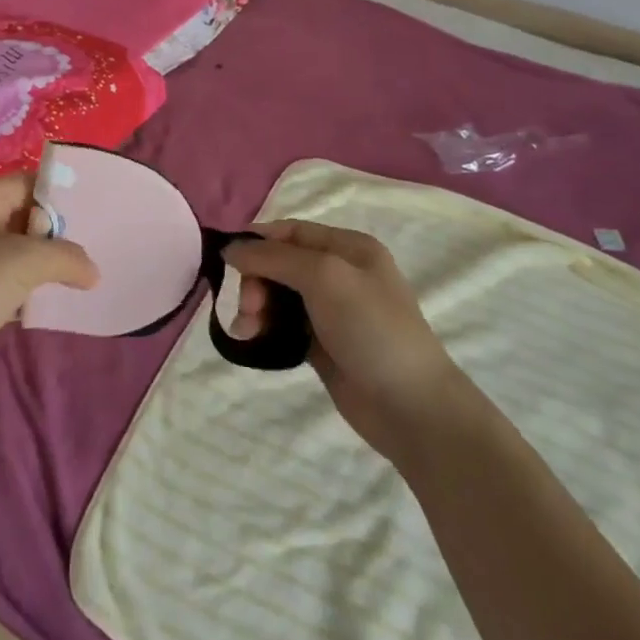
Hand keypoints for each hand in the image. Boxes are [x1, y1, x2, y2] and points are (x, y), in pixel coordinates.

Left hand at [0, 173, 97, 402]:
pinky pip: (4, 281)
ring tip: (79, 281)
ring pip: (17, 252)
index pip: (32, 183)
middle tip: (91, 254)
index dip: (63, 200)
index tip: (97, 221)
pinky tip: (47, 306)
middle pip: (26, 216)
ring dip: (43, 267)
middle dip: (57, 237)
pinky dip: (24, 291)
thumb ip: (66, 258)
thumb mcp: (25, 263)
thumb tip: (93, 271)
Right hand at [226, 220, 464, 463]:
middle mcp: (340, 273)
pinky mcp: (322, 344)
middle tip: (249, 308)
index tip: (227, 261)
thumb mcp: (324, 277)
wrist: (411, 407)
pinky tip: (253, 342)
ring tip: (248, 330)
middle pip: (281, 263)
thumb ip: (275, 258)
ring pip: (278, 295)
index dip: (258, 241)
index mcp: (349, 248)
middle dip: (257, 280)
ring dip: (256, 307)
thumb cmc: (372, 329)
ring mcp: (332, 311)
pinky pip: (283, 325)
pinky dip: (265, 329)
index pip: (291, 231)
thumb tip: (231, 248)